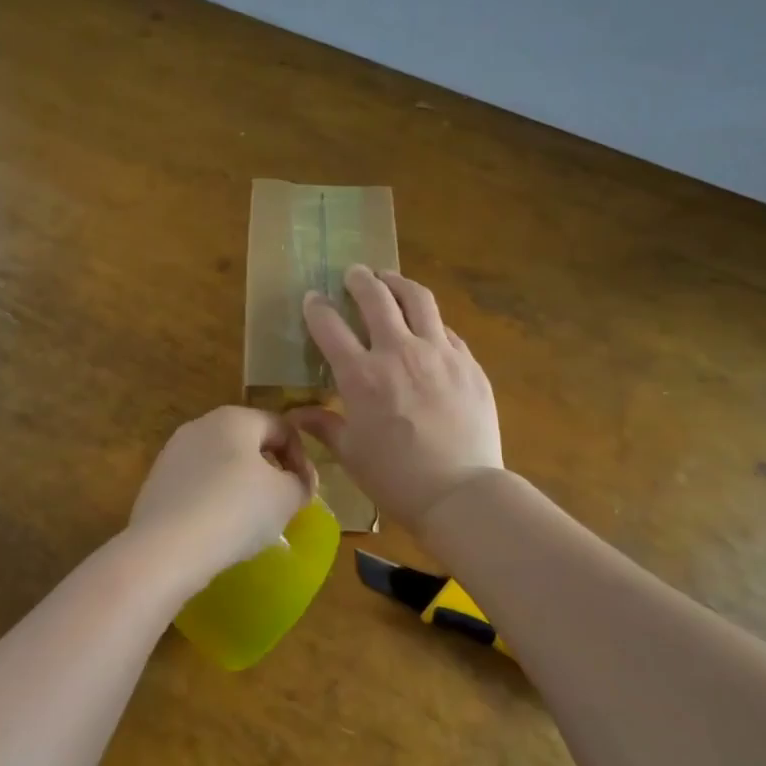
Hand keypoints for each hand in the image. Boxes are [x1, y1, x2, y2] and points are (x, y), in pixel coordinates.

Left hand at [126, 406, 316, 589]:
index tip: (306, 492)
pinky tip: (218, 531)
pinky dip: (213, 502)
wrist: (168, 548)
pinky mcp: (156, 482)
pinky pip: (197, 486)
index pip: (281, 427)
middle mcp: (201, 425)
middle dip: (270, 472)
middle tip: (282, 506)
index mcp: (235, 418)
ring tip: (250, 523)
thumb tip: (297, 483)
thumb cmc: (236, 510)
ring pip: (220, 465)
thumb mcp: (286, 497)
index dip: (302, 458)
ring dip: (241, 488)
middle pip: (248, 443)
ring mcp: (173, 453)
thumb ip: (300, 483)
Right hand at [292, 264, 502, 530]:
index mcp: (361, 375)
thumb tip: (297, 414)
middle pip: (376, 297)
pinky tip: (426, 326)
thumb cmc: (396, 477)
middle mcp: (398, 352)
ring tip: (390, 279)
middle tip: (354, 274)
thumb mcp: (351, 452)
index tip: (313, 298)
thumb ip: (324, 425)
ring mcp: (438, 353)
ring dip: (398, 283)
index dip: (317, 307)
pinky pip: (445, 329)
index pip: (330, 325)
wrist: (461, 492)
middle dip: (360, 279)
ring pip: (417, 299)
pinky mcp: (468, 363)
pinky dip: (429, 321)